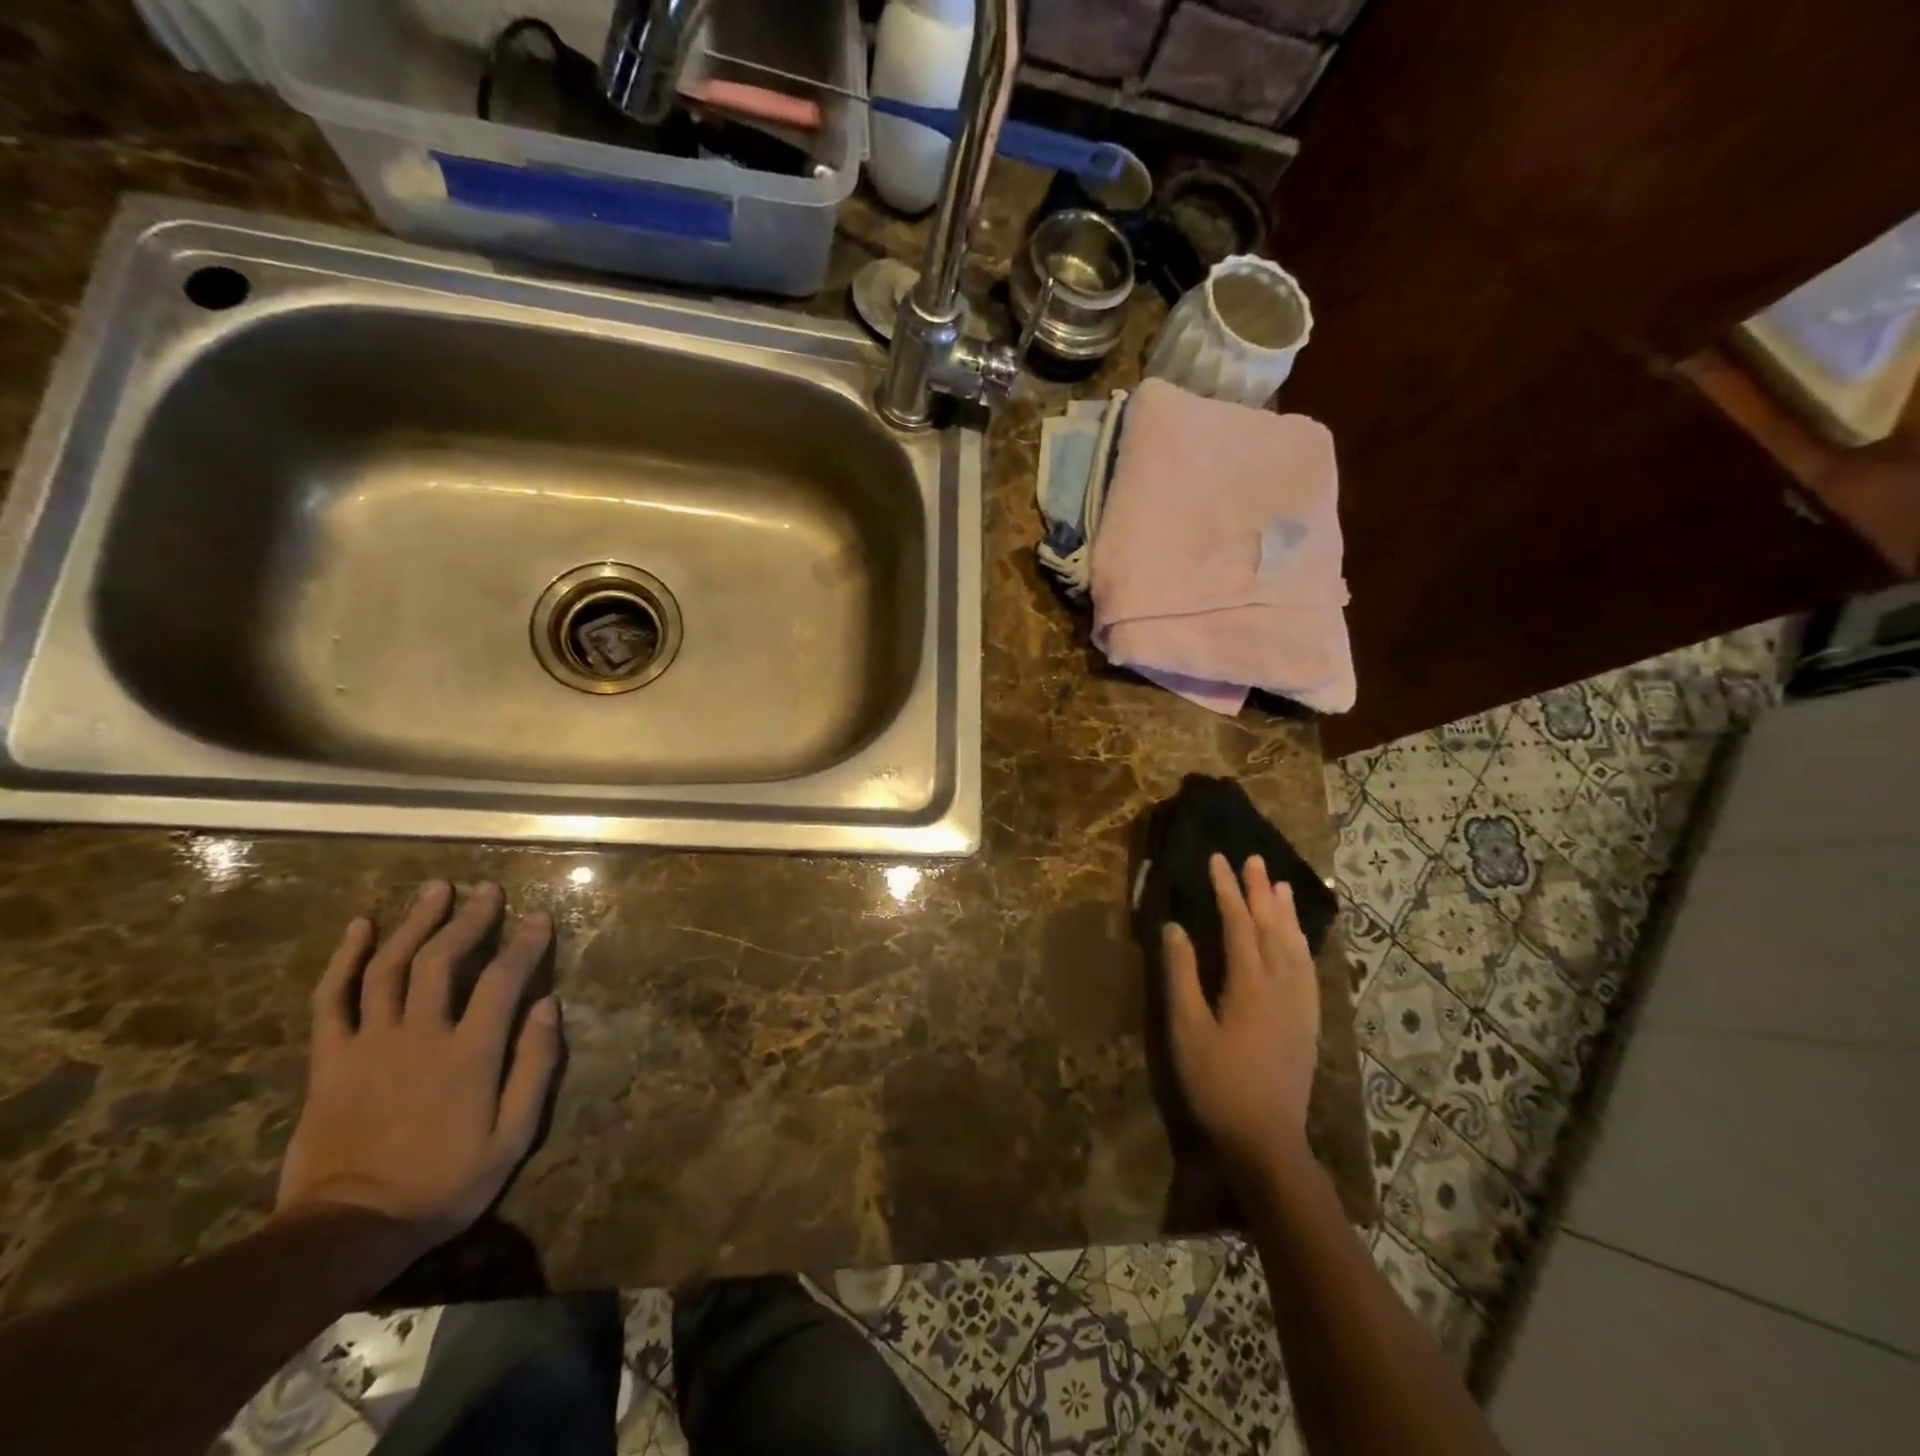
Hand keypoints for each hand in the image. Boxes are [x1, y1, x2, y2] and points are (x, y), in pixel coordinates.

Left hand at [276, 881, 561, 1245]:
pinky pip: (331, 999)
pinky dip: (345, 959)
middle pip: (442, 960)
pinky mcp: (330, 1060)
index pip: (503, 980)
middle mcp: (420, 1036)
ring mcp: (369, 1044)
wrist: (347, 1231)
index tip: (540, 916)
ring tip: (436, 890)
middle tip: (488, 890)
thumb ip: (534, 1067)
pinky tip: (360, 927)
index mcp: (469, 1054)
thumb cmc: (444, 1183)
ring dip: (415, 923)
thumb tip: (549, 1005)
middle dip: (469, 919)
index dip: (525, 943)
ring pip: (389, 967)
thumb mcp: (512, 1137)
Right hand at [1163, 854, 1320, 1177]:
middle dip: (1260, 890)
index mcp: (1250, 984)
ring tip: (1281, 884)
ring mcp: (1300, 1004)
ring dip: (1285, 912)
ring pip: (1295, 946)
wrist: (1266, 1140)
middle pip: (1272, 927)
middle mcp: (1282, 985)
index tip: (1218, 859)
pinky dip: (1302, 943)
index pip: (1238, 923)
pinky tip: (1299, 939)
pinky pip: (1308, 969)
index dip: (1227, 889)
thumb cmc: (1217, 1084)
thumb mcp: (1187, 1030)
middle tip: (1253, 859)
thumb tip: (1175, 927)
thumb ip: (1181, 975)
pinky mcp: (1307, 1022)